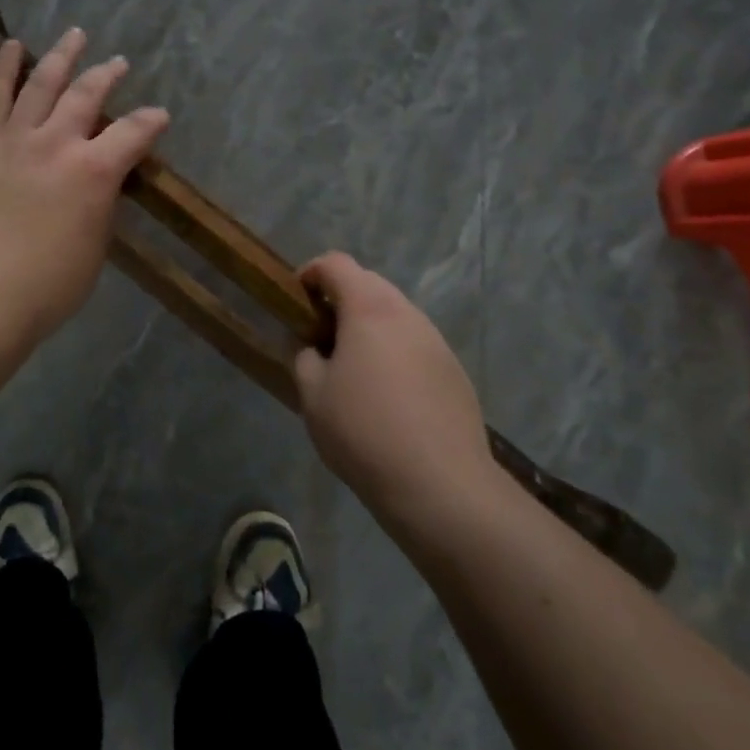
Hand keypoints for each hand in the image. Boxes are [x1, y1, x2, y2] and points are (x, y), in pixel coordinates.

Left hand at [0, 29, 169, 343]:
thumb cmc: (49, 285)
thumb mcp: (95, 246)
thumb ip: (101, 204)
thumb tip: (101, 183)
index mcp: (94, 171)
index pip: (133, 133)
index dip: (151, 122)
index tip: (159, 116)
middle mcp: (57, 143)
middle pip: (87, 94)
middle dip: (107, 75)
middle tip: (118, 63)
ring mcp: (15, 140)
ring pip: (42, 83)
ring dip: (61, 56)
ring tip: (75, 35)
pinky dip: (4, 69)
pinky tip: (12, 47)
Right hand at [294, 253, 500, 531]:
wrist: (440, 485)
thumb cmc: (364, 431)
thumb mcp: (312, 395)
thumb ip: (303, 357)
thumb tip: (311, 346)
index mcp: (369, 308)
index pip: (336, 264)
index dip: (310, 273)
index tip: (295, 299)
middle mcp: (407, 313)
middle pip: (368, 284)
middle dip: (340, 299)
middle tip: (320, 335)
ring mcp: (436, 341)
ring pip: (395, 315)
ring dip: (369, 326)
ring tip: (352, 367)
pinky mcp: (454, 370)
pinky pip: (415, 344)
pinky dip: (394, 351)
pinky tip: (387, 394)